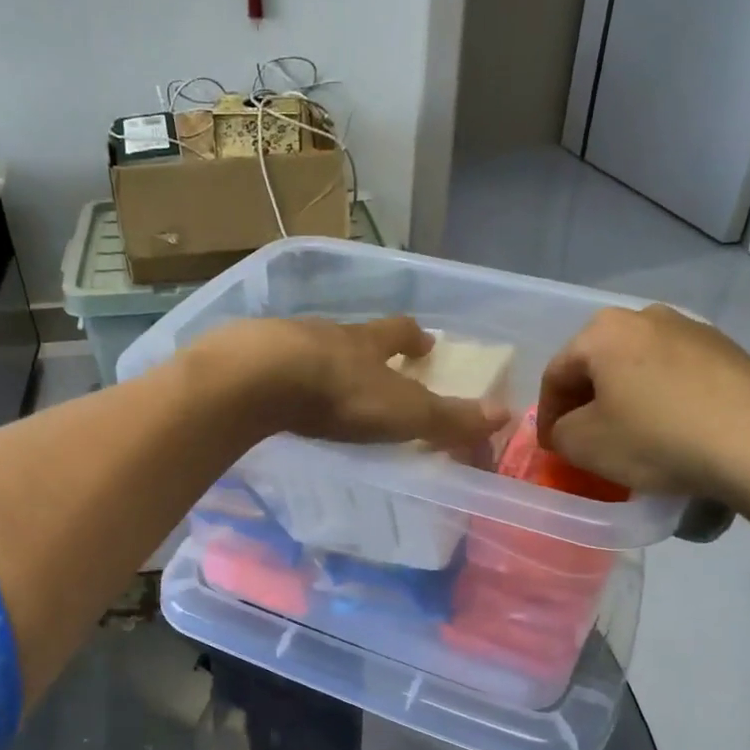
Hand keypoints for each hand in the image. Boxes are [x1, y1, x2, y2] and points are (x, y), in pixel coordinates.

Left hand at [189, 316, 509, 450]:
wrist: (258, 379)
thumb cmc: (339, 395)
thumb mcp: (404, 412)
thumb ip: (449, 418)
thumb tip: (504, 415)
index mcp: (367, 342)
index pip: (400, 332)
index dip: (415, 338)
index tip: (426, 342)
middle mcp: (327, 334)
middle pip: (354, 334)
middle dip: (367, 346)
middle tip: (374, 360)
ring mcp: (283, 342)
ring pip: (310, 345)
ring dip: (322, 359)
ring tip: (323, 379)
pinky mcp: (246, 358)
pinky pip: (270, 364)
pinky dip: (280, 374)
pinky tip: (276, 391)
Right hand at [536, 306, 749, 500]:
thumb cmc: (656, 438)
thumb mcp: (584, 444)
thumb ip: (559, 432)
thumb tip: (568, 428)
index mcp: (603, 331)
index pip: (556, 374)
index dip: (547, 416)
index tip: (552, 449)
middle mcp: (646, 316)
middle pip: (599, 365)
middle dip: (587, 403)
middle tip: (585, 441)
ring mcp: (693, 330)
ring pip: (639, 369)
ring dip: (626, 400)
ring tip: (630, 438)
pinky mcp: (729, 352)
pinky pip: (677, 377)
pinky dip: (663, 401)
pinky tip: (671, 433)